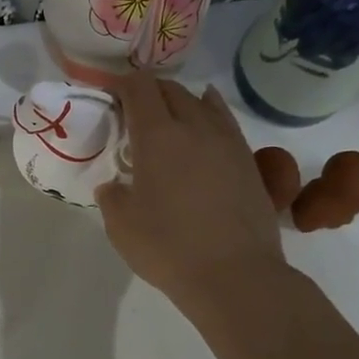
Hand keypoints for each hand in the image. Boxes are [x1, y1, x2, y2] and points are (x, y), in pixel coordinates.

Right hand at [95, 73, 287, 313]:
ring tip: (167, 114)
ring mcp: (227, 142)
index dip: (122, 84)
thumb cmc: (168, 248)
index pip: (139, 88)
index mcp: (157, 136)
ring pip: (201, 102)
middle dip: (149, 91)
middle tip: (133, 110)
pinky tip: (206, 118)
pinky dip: (210, 112)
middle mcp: (194, 127)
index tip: (110, 94)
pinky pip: (225, 122)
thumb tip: (115, 185)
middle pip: (171, 90)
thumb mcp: (120, 225)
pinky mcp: (248, 161)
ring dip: (180, 101)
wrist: (235, 274)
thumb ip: (112, 196)